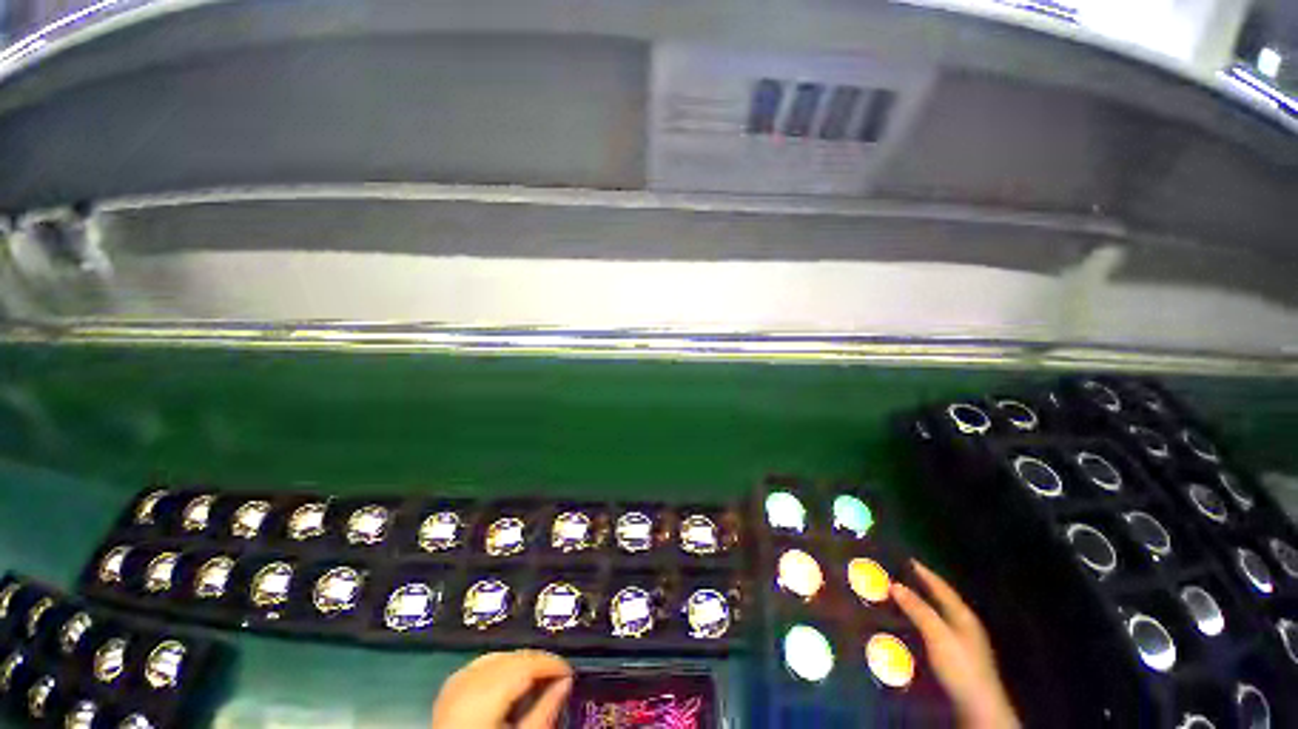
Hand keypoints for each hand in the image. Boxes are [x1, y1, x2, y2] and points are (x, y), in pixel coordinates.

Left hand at [431, 650, 572, 728]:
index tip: (568, 671)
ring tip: (538, 678)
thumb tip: (566, 683)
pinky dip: (501, 667)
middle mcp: (467, 682)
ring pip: (500, 656)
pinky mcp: (450, 687)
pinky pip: (482, 664)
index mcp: (484, 695)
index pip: (527, 663)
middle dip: (538, 662)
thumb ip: (544, 710)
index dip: (552, 663)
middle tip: (557, 675)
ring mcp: (455, 683)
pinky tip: (512, 681)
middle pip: (513, 657)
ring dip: (522, 663)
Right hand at [892, 562, 1019, 728]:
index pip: (942, 587)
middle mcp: (964, 625)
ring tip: (898, 598)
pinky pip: (934, 632)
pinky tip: (909, 628)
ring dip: (918, 606)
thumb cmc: (960, 666)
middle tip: (898, 576)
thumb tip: (894, 584)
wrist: (978, 708)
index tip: (907, 559)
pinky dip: (920, 624)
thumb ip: (917, 609)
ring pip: (936, 617)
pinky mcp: (955, 659)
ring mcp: (961, 643)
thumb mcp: (937, 634)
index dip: (925, 573)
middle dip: (920, 588)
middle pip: (940, 601)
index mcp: (963, 615)